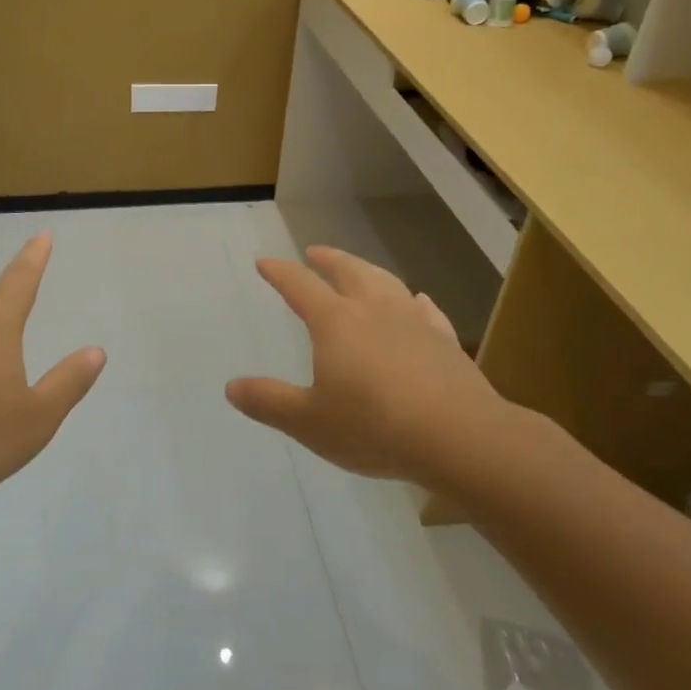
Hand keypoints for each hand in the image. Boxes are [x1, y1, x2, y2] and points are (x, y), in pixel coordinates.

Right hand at [225, 246, 522, 485]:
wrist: (459, 437)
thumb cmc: (373, 426)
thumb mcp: (308, 422)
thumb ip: (269, 402)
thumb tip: (232, 387)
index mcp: (335, 322)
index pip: (300, 286)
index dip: (280, 272)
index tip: (265, 262)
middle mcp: (373, 310)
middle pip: (348, 271)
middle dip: (327, 259)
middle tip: (314, 252)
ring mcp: (413, 322)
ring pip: (387, 282)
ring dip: (367, 270)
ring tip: (359, 269)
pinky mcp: (445, 341)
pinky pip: (426, 310)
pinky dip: (414, 301)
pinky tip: (418, 301)